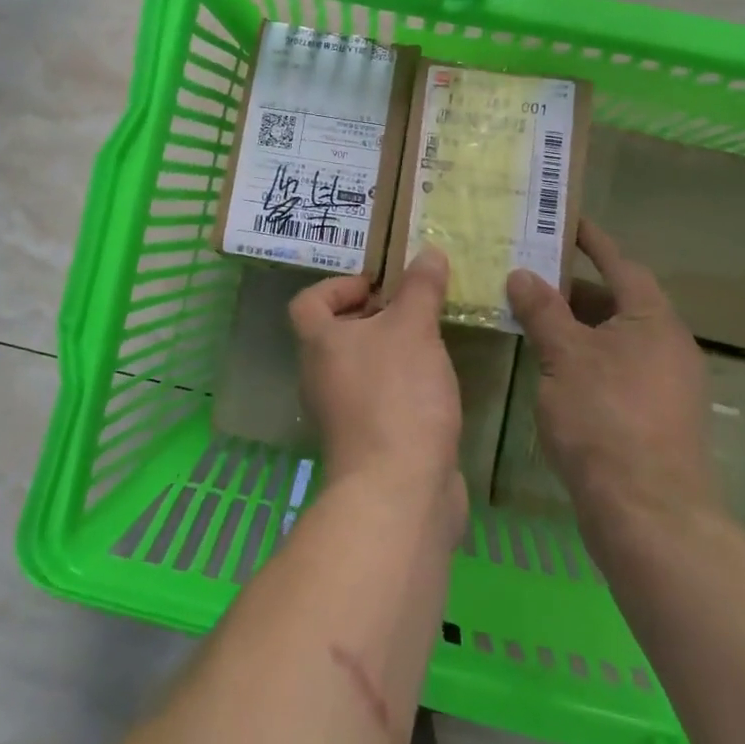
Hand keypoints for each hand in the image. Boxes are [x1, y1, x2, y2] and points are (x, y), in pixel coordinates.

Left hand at [290, 249, 465, 519]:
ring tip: (430, 341)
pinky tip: (436, 385)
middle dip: (374, 317)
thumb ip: (421, 288)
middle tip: (413, 309)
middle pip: (336, 335)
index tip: (378, 285)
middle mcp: (321, 377)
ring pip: (361, 368)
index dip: (337, 286)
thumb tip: (429, 253)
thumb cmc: (396, 395)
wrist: (399, 491)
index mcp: (319, 344)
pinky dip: (402, 387)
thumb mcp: (413, 327)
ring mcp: (342, 414)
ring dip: (391, 352)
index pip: (308, 302)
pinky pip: (380, 400)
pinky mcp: (367, 443)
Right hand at [505, 220, 715, 531]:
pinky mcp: (657, 418)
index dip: (593, 241)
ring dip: (579, 326)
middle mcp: (668, 346)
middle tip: (531, 276)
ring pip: (617, 339)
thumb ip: (543, 311)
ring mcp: (667, 385)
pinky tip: (555, 370)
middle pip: (619, 302)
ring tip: (534, 319)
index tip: (566, 221)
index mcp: (653, 321)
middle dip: (575, 288)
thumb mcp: (564, 357)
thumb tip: (522, 274)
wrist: (649, 516)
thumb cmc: (605, 420)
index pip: (621, 264)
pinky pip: (619, 369)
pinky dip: (588, 358)